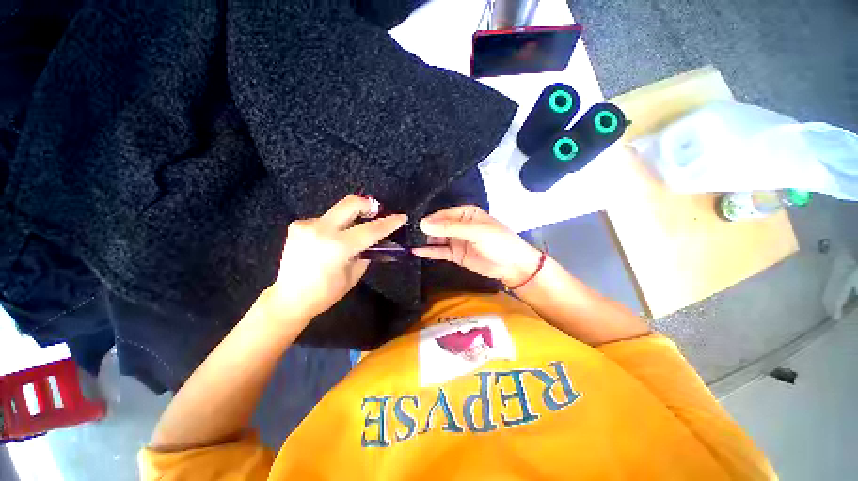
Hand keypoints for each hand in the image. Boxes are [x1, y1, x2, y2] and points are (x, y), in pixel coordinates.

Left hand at [270, 195, 406, 321]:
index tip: (402, 217)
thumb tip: (375, 240)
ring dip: (350, 218)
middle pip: (350, 203)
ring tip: (351, 233)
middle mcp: (321, 230)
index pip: (371, 230)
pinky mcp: (297, 225)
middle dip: (368, 205)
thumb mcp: (354, 274)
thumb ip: (366, 253)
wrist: (289, 299)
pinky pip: (324, 219)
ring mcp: (306, 225)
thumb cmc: (326, 293)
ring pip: (338, 211)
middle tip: (376, 213)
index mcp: (338, 247)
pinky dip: (334, 226)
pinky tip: (330, 240)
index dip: (389, 223)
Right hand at [412, 205, 542, 287]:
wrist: (512, 266)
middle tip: (408, 235)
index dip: (431, 219)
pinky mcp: (455, 254)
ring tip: (409, 242)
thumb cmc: (498, 242)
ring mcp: (456, 240)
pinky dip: (429, 252)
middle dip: (425, 230)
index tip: (417, 225)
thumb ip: (450, 228)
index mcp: (466, 213)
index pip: (443, 214)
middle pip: (438, 226)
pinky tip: (416, 251)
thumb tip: (424, 224)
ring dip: (425, 241)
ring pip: (437, 239)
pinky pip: (440, 251)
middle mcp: (459, 225)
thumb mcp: (476, 231)